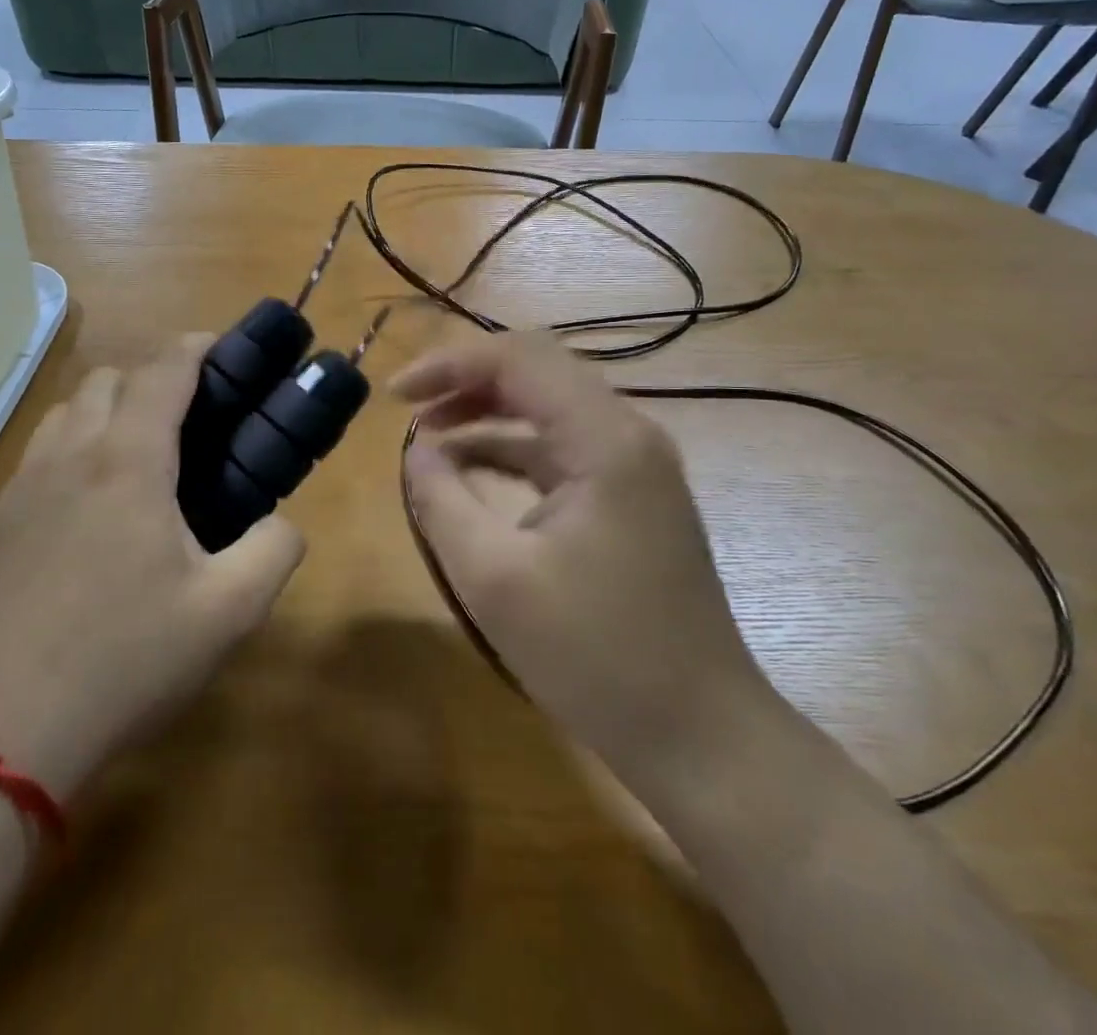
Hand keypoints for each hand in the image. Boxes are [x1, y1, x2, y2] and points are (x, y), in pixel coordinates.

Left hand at [0, 336, 304, 801]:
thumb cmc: (118, 663)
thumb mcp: (226, 615)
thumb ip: (274, 552)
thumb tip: (281, 525)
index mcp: (127, 462)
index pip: (162, 371)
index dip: (196, 347)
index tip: (221, 349)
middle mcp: (68, 457)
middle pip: (107, 380)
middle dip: (151, 379)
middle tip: (190, 421)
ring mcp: (18, 490)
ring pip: (63, 414)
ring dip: (104, 412)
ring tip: (137, 460)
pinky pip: (35, 459)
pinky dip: (70, 453)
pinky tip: (85, 514)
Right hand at [392, 333, 781, 798]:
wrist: (702, 737)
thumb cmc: (596, 657)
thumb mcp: (494, 579)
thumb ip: (442, 501)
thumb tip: (417, 452)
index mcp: (604, 438)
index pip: (519, 359)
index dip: (449, 364)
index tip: (394, 394)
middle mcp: (628, 434)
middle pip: (538, 371)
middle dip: (467, 381)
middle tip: (409, 407)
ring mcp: (637, 465)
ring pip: (550, 408)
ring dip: (488, 412)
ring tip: (429, 435)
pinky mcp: (633, 496)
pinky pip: (563, 448)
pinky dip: (513, 448)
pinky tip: (473, 470)